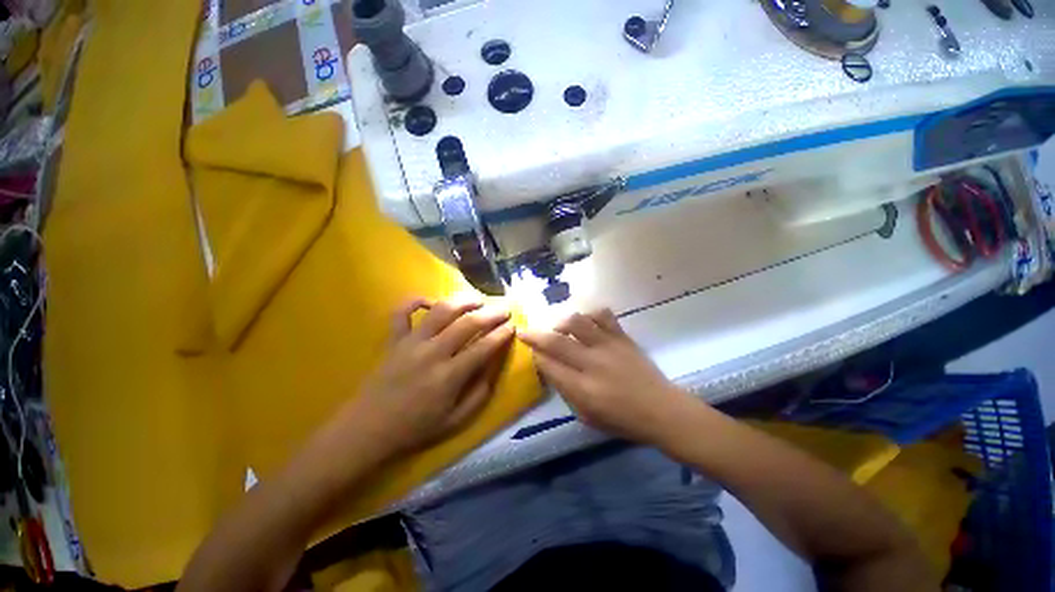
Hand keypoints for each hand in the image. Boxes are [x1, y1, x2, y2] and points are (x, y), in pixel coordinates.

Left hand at [350, 298, 515, 457]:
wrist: (368, 429)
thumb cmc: (416, 427)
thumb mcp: (456, 420)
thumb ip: (480, 392)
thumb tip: (494, 364)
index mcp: (449, 376)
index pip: (484, 347)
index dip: (502, 334)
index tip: (513, 326)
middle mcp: (432, 353)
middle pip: (468, 323)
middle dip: (491, 313)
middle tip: (504, 308)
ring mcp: (410, 342)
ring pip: (441, 310)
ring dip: (464, 300)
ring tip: (478, 299)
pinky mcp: (393, 339)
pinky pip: (402, 312)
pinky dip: (416, 300)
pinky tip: (432, 300)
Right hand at [519, 309, 692, 445]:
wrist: (662, 410)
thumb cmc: (623, 420)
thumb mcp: (587, 417)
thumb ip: (566, 392)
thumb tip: (551, 369)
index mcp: (582, 389)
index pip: (548, 365)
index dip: (535, 355)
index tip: (529, 350)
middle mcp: (592, 363)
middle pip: (556, 341)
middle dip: (535, 335)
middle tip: (525, 331)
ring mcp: (608, 346)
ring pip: (577, 322)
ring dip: (561, 322)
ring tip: (559, 327)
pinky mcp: (622, 337)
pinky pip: (603, 315)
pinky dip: (589, 314)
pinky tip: (586, 321)